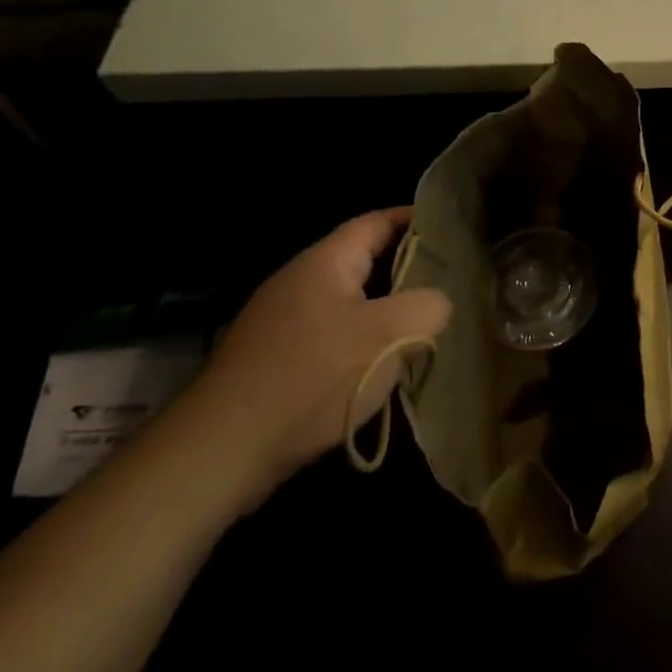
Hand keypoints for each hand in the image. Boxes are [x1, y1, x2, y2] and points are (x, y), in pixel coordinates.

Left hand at [172, 208, 449, 506]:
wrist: (219, 454)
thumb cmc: (312, 378)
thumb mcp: (390, 333)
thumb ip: (429, 305)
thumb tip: (437, 303)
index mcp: (324, 262)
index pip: (376, 221)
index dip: (415, 218)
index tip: (451, 225)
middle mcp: (299, 282)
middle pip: (363, 260)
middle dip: (407, 265)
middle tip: (451, 275)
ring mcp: (281, 323)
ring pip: (349, 301)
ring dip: (386, 306)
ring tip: (427, 318)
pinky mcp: (274, 361)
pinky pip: (331, 334)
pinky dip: (362, 338)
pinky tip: (383, 362)